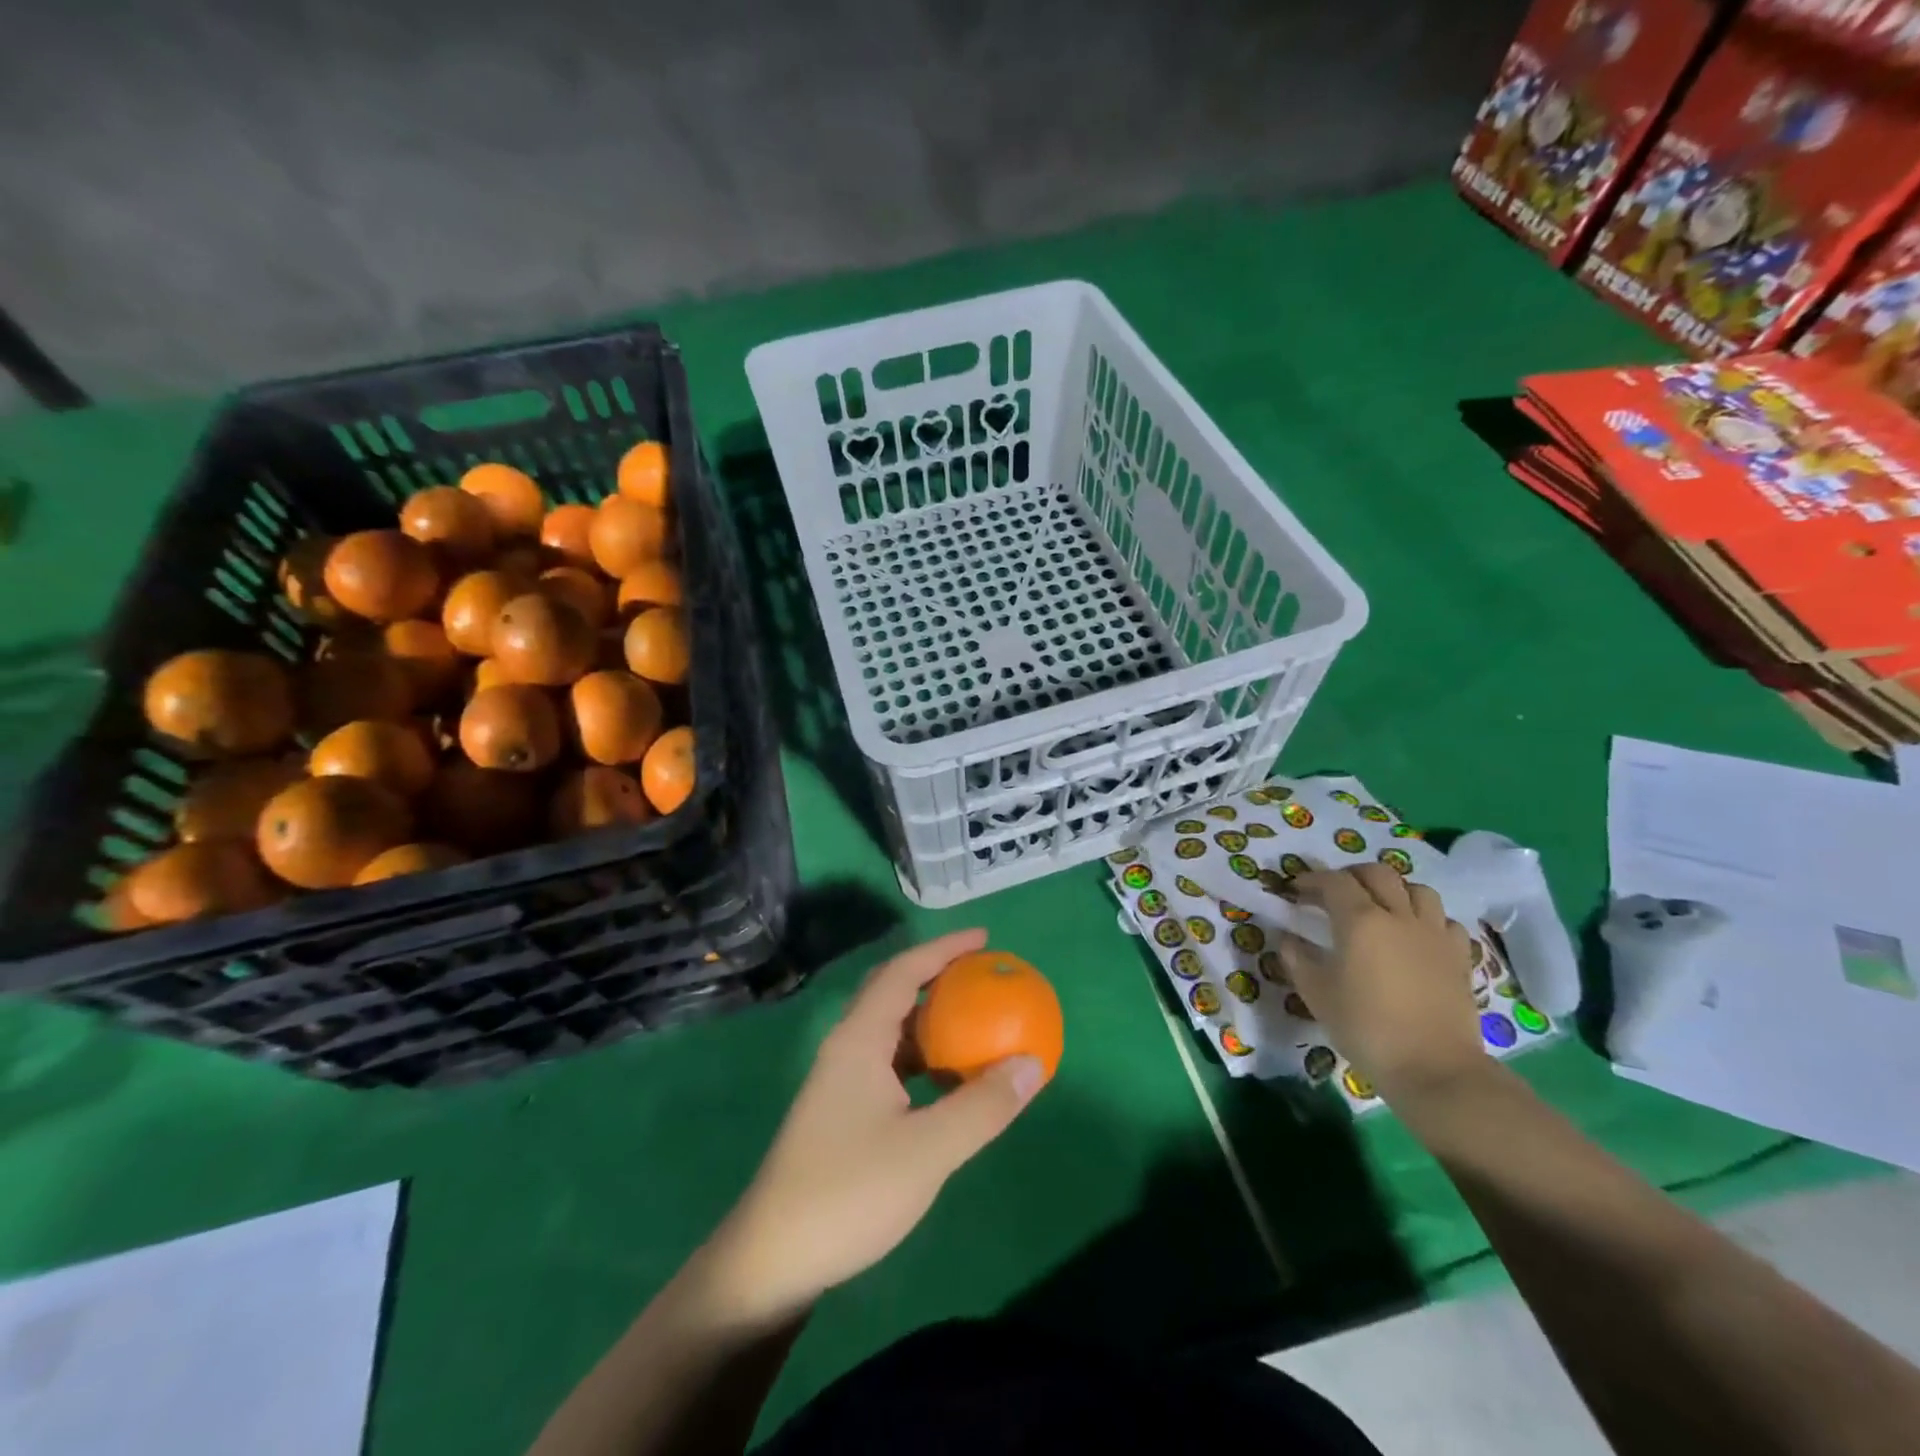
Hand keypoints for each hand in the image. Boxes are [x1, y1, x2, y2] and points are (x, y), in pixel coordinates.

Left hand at [709, 929, 1044, 1322]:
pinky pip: (889, 1063)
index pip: (903, 971)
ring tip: (974, 1022)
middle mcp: (847, 1048)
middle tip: (982, 976)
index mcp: (860, 1039)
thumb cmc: (849, 1193)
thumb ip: (982, 1106)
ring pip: (891, 1031)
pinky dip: (922, 1057)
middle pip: (894, 992)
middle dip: (937, 976)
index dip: (944, 950)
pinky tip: (946, 1081)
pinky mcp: (841, 1112)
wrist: (772, 1261)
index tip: (985, 940)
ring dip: (931, 1020)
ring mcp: (840, 1081)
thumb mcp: (928, 1150)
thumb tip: (1032, 1062)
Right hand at [1279, 864, 1483, 1102]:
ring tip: (1380, 907)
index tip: (1296, 891)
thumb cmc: (1366, 1027)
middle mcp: (1399, 916)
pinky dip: (1427, 918)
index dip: (1311, 880)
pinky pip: (1444, 920)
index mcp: (1360, 921)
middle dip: (1351, 875)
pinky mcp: (1459, 957)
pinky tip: (1416, 935)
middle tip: (1334, 892)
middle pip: (1378, 873)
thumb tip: (1288, 938)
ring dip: (1394, 890)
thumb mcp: (1317, 994)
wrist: (1433, 1068)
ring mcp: (1434, 934)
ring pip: (1417, 889)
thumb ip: (1297, 959)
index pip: (1333, 881)